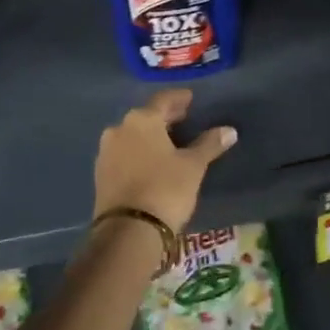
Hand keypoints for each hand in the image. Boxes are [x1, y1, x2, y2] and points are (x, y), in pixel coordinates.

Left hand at [93, 89, 236, 233]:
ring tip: (169, 142)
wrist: (128, 231)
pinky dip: (138, 153)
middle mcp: (119, 129)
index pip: (163, 100)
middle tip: (183, 118)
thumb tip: (229, 131)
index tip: (190, 99)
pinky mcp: (100, 175)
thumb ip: (209, 144)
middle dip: (165, 117)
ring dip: (150, 136)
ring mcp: (106, 152)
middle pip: (146, 116)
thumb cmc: (165, 189)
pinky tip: (151, 162)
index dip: (179, 98)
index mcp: (142, 120)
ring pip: (132, 135)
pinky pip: (124, 154)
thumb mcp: (193, 166)